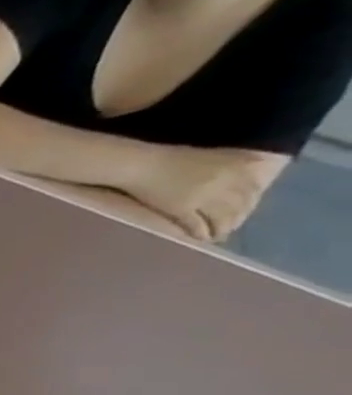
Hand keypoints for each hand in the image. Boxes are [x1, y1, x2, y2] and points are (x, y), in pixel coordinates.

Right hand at [125, 146, 280, 240]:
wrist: (141, 165)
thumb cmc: (171, 158)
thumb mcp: (212, 156)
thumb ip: (233, 165)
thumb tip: (254, 171)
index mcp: (235, 168)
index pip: (252, 191)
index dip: (249, 204)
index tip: (243, 211)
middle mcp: (225, 183)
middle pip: (238, 207)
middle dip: (235, 219)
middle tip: (228, 227)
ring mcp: (203, 197)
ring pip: (221, 218)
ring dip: (220, 229)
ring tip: (215, 236)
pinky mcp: (182, 209)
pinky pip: (197, 225)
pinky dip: (200, 234)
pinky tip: (199, 238)